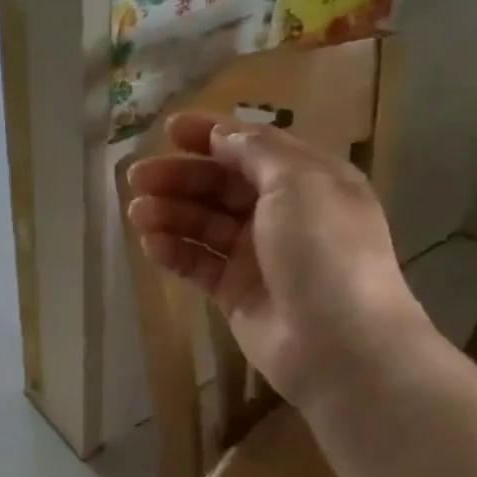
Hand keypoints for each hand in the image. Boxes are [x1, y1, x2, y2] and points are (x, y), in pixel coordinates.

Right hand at [125, 113, 434, 413]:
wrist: (340, 346)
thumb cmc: (325, 252)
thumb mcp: (298, 184)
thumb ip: (256, 153)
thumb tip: (223, 135)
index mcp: (308, 181)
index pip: (252, 148)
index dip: (211, 135)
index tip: (168, 130)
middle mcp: (283, 214)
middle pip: (221, 186)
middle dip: (179, 177)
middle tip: (137, 178)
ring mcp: (258, 256)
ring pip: (204, 225)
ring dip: (170, 213)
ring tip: (137, 213)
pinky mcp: (236, 293)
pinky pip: (199, 264)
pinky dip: (174, 251)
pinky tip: (150, 244)